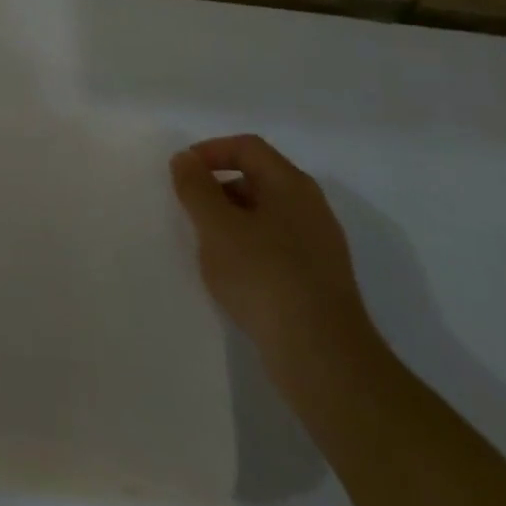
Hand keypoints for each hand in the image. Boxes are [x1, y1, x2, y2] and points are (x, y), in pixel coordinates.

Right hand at [170, 135, 381, 390]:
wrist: (323, 357)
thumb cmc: (264, 277)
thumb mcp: (216, 226)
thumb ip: (196, 187)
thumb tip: (186, 159)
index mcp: (291, 184)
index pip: (247, 147)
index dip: (211, 151)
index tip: (182, 173)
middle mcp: (311, 206)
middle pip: (258, 178)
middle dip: (219, 188)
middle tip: (191, 211)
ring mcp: (320, 245)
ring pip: (267, 214)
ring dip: (232, 221)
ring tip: (208, 247)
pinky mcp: (319, 279)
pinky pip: (277, 246)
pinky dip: (250, 248)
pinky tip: (235, 277)